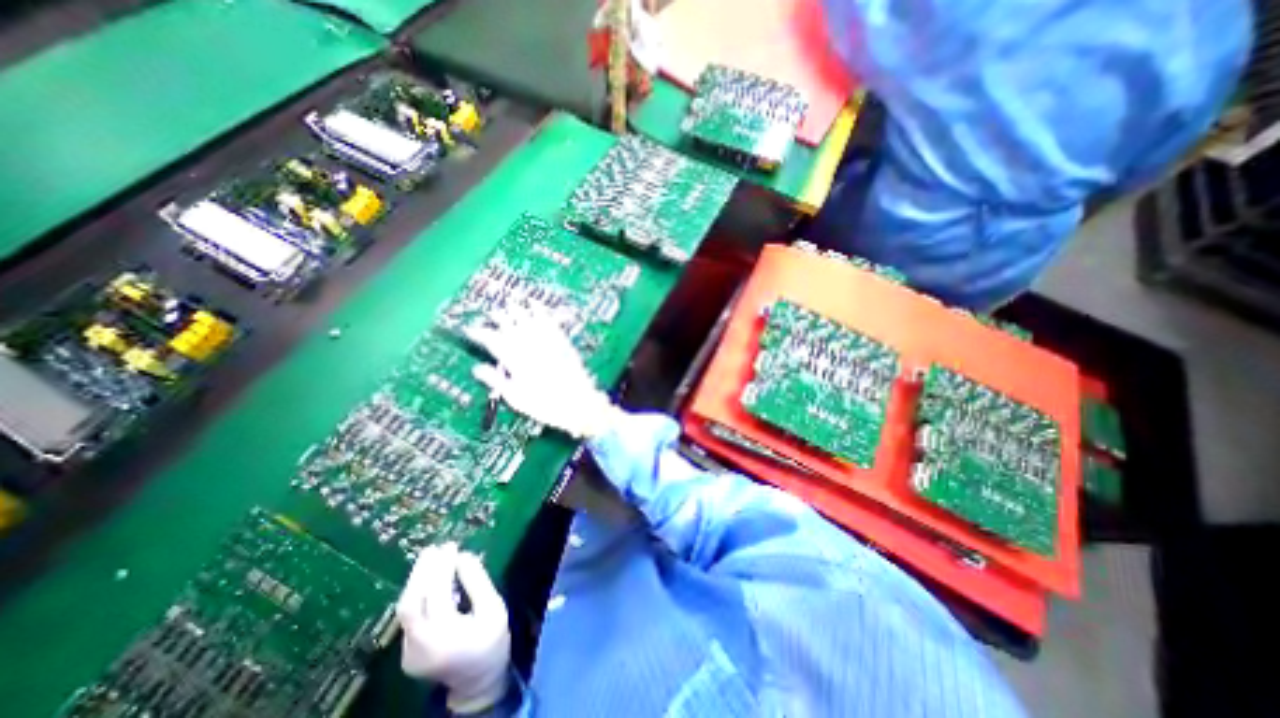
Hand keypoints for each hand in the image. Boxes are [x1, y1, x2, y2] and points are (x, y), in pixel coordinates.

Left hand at [397, 544, 509, 712]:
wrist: (478, 681)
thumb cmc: (492, 640)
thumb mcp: (494, 608)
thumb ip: (478, 582)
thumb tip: (463, 556)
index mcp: (445, 636)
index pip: (437, 595)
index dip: (442, 568)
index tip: (451, 546)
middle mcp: (420, 646)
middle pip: (411, 604)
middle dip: (421, 572)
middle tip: (434, 548)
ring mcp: (409, 652)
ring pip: (406, 610)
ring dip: (417, 581)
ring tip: (430, 558)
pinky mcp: (407, 652)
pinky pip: (410, 616)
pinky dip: (419, 594)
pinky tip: (430, 581)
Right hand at [468, 310, 621, 438]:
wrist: (578, 403)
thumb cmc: (545, 405)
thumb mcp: (516, 398)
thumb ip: (496, 381)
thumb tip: (477, 368)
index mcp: (515, 361)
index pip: (493, 341)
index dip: (480, 334)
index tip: (470, 330)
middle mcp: (530, 347)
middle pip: (510, 326)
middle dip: (499, 318)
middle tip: (492, 313)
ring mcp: (547, 342)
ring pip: (529, 320)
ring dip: (518, 310)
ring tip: (510, 303)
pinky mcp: (562, 341)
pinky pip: (549, 321)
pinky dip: (541, 311)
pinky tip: (536, 304)